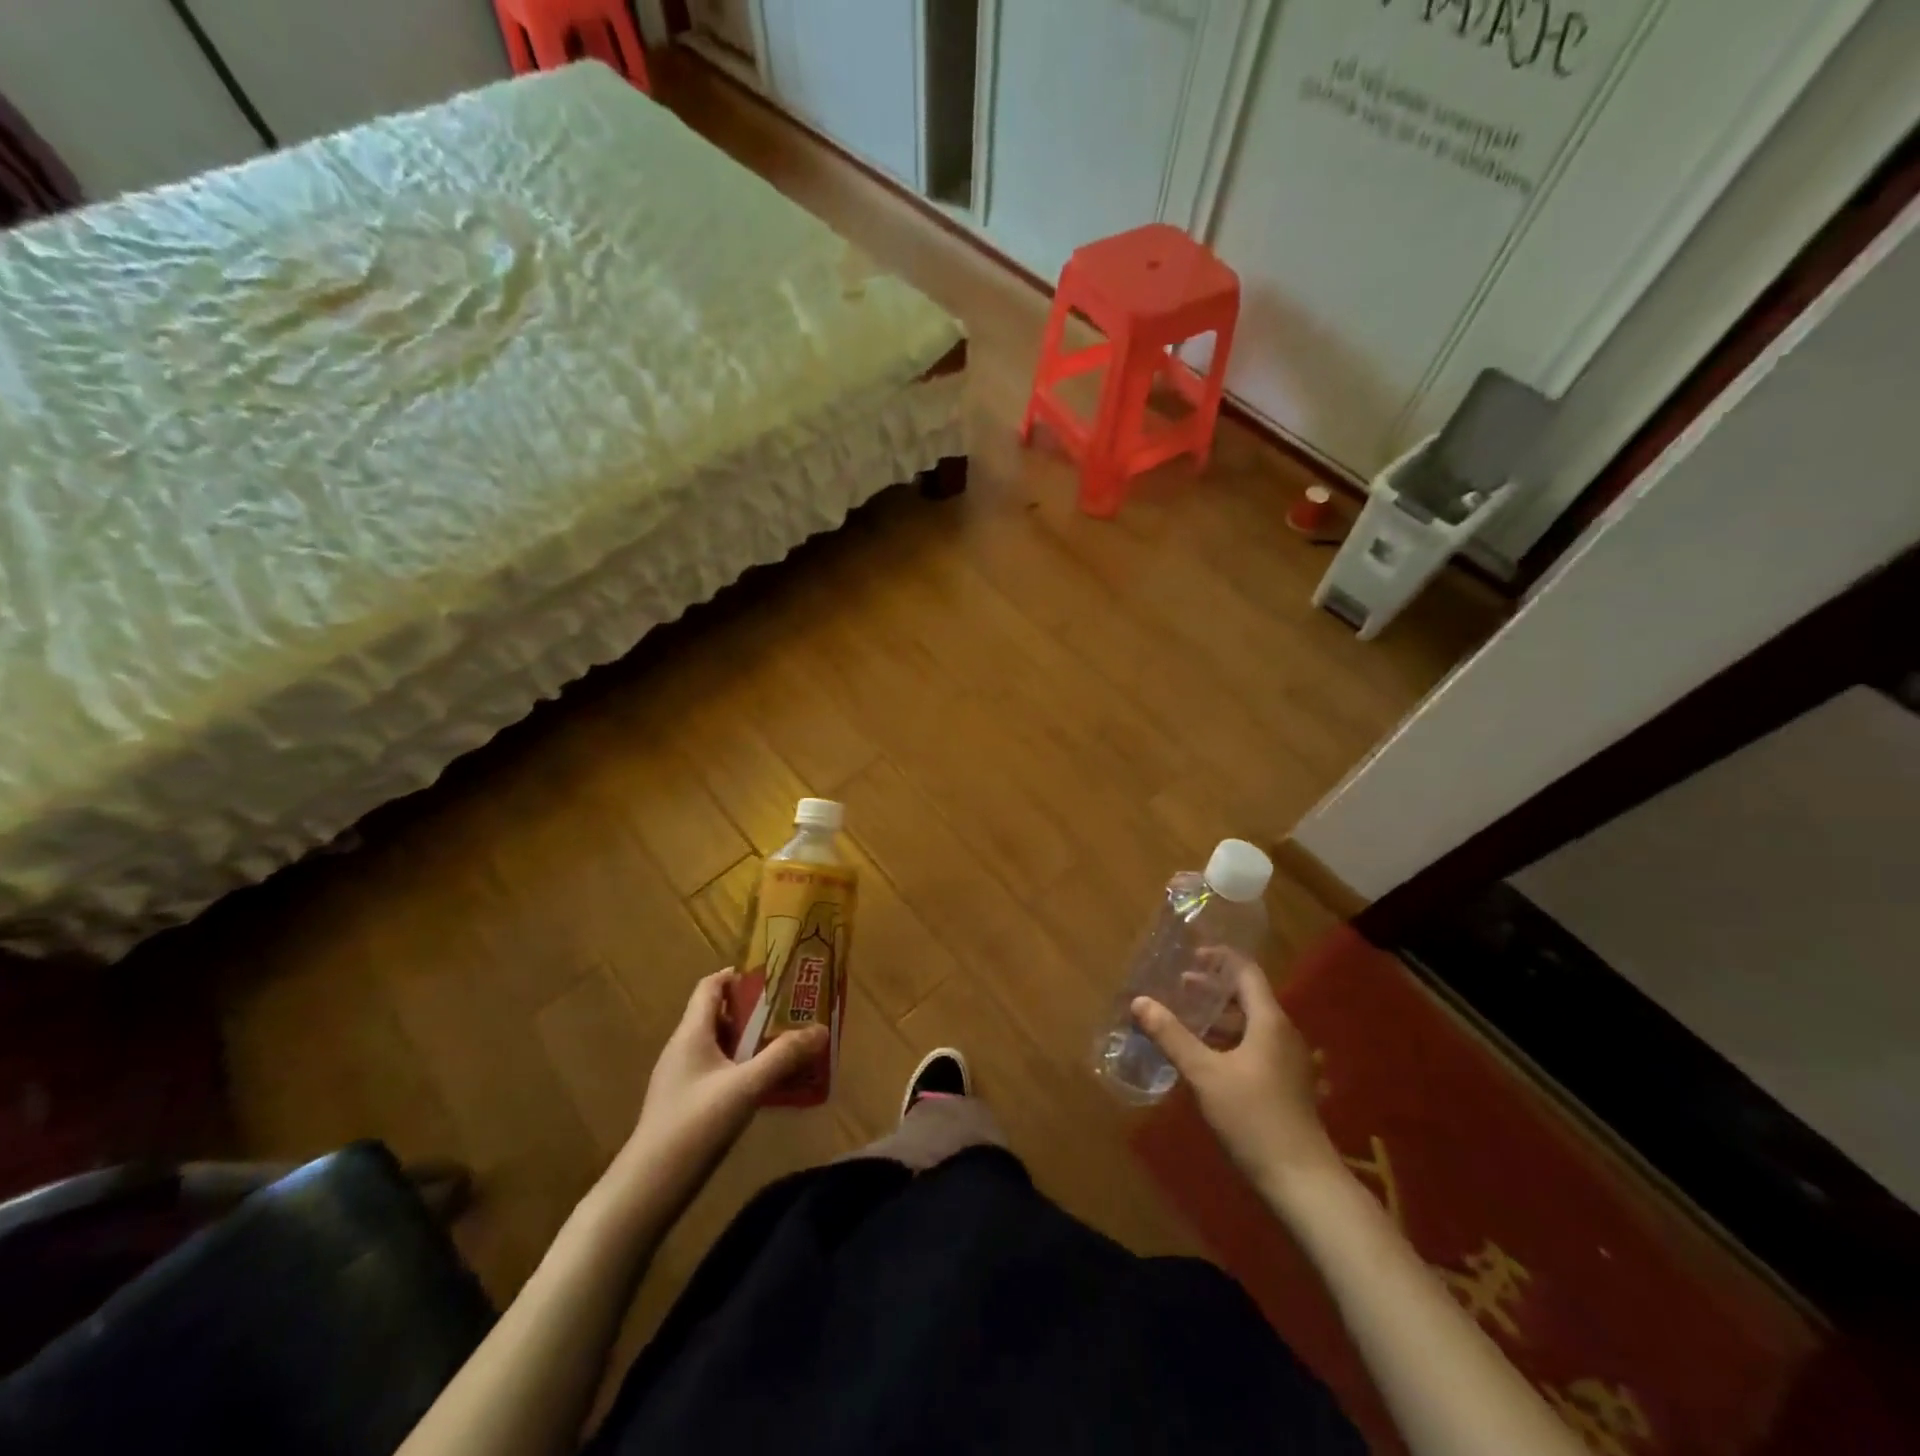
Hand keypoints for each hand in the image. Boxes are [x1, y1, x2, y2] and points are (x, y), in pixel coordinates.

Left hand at [611, 970, 826, 1212]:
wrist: (648, 1189)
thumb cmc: (695, 1125)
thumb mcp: (746, 1087)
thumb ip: (784, 1056)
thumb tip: (822, 1029)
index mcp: (691, 1033)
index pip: (710, 986)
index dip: (739, 976)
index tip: (773, 978)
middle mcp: (683, 1048)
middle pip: (719, 1015)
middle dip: (755, 1011)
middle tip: (791, 1012)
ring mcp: (681, 1078)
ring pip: (719, 1046)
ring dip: (750, 1042)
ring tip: (787, 1046)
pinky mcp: (684, 1104)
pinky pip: (717, 1071)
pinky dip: (741, 1068)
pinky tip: (765, 1086)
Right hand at [1132, 949, 1341, 1195]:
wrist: (1302, 1181)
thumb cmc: (1253, 1117)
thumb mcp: (1205, 1074)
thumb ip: (1172, 1035)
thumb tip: (1139, 1001)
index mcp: (1269, 1021)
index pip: (1246, 972)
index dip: (1219, 959)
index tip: (1190, 956)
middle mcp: (1283, 1034)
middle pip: (1248, 997)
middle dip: (1212, 989)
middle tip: (1178, 987)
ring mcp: (1287, 1061)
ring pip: (1250, 1025)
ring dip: (1218, 1017)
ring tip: (1185, 1019)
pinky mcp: (1285, 1085)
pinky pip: (1254, 1047)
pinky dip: (1228, 1040)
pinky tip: (1203, 1056)